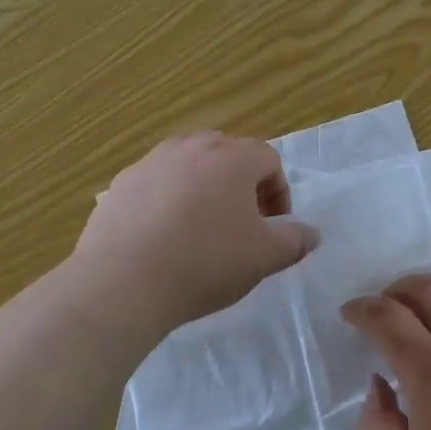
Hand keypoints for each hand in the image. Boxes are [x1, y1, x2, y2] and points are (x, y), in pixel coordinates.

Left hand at [74, 132, 318, 332]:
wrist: (123, 282)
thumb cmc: (205, 263)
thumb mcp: (264, 257)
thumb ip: (295, 240)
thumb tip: (310, 233)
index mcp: (232, 157)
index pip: (269, 159)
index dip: (279, 192)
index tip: (274, 226)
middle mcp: (191, 147)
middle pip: (227, 154)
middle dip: (241, 184)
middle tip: (241, 223)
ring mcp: (151, 162)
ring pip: (188, 165)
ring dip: (203, 188)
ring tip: (200, 228)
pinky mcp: (120, 183)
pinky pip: (156, 183)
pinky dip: (167, 200)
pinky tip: (162, 237)